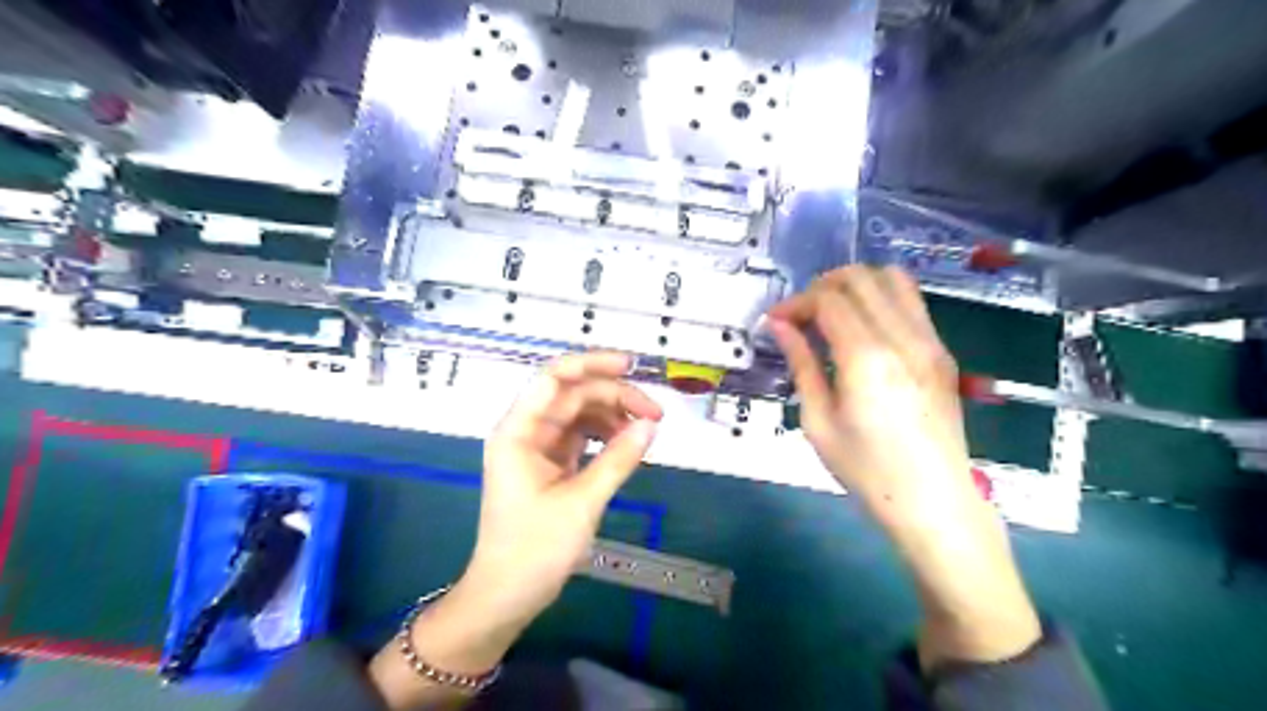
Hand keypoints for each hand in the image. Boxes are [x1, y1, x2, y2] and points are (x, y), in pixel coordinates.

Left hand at [464, 349, 663, 628]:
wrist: (507, 595)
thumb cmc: (534, 548)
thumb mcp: (582, 502)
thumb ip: (618, 459)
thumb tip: (651, 425)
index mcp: (518, 431)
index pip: (553, 378)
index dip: (592, 364)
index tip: (630, 366)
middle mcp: (526, 431)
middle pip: (573, 395)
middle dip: (614, 396)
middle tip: (654, 414)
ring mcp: (537, 448)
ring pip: (579, 414)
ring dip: (612, 416)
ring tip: (645, 431)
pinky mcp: (549, 464)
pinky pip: (580, 436)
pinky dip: (604, 435)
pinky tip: (627, 443)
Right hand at [762, 268, 1039, 672]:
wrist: (933, 501)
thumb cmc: (866, 470)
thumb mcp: (819, 421)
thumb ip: (801, 364)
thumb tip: (780, 325)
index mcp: (867, 357)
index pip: (828, 299)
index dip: (796, 302)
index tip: (776, 322)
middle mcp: (903, 337)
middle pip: (860, 277)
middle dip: (822, 287)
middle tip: (800, 317)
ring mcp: (930, 341)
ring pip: (892, 278)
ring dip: (854, 286)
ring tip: (831, 315)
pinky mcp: (942, 351)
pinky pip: (911, 302)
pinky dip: (880, 299)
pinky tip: (862, 330)